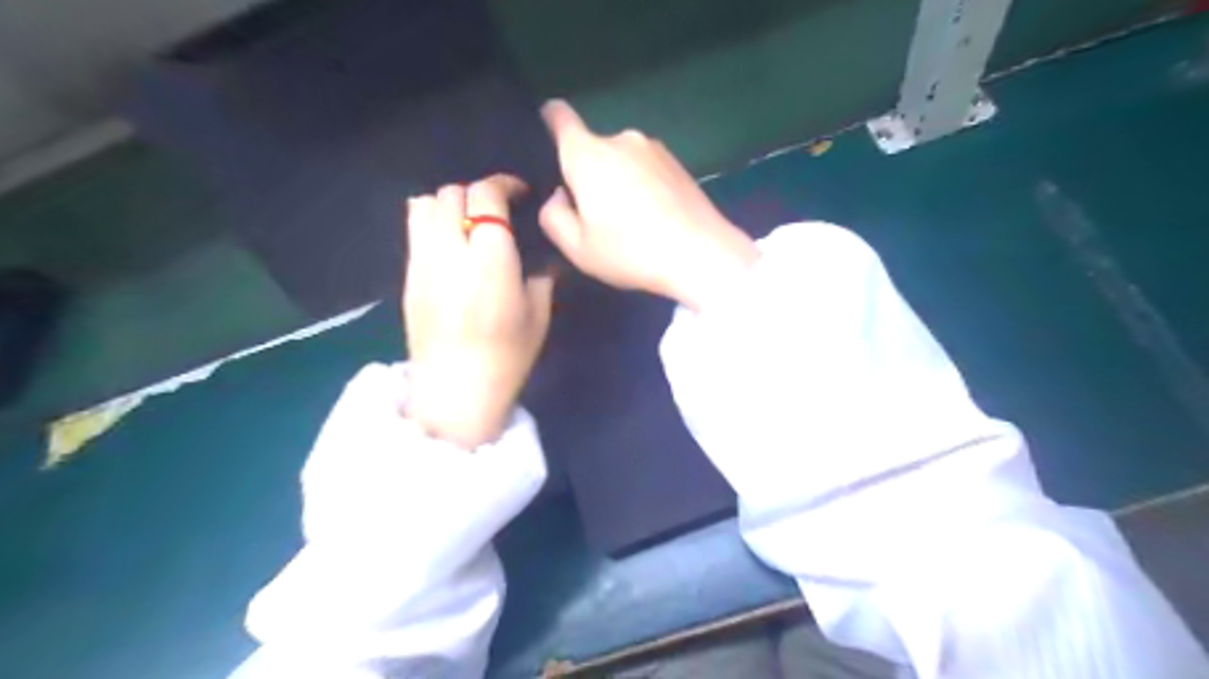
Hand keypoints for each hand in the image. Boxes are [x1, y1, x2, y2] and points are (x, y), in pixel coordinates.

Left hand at [405, 174, 556, 451]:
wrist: (456, 391)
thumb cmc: (507, 356)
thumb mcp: (538, 315)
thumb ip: (541, 277)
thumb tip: (540, 258)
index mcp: (491, 261)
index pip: (486, 198)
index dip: (503, 185)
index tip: (518, 193)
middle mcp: (451, 252)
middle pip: (453, 193)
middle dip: (477, 194)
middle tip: (495, 213)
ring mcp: (422, 263)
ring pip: (424, 204)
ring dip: (449, 203)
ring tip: (467, 222)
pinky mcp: (407, 277)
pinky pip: (413, 230)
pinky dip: (431, 222)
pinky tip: (449, 243)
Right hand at [538, 97, 752, 310]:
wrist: (702, 254)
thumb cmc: (631, 252)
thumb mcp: (577, 248)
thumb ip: (553, 216)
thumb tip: (560, 195)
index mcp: (588, 154)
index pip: (559, 116)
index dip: (548, 122)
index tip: (548, 144)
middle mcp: (620, 139)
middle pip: (591, 149)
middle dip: (587, 175)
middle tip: (597, 218)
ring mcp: (654, 148)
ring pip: (620, 160)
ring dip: (617, 182)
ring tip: (630, 223)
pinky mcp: (678, 162)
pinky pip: (645, 168)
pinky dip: (642, 186)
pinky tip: (653, 219)